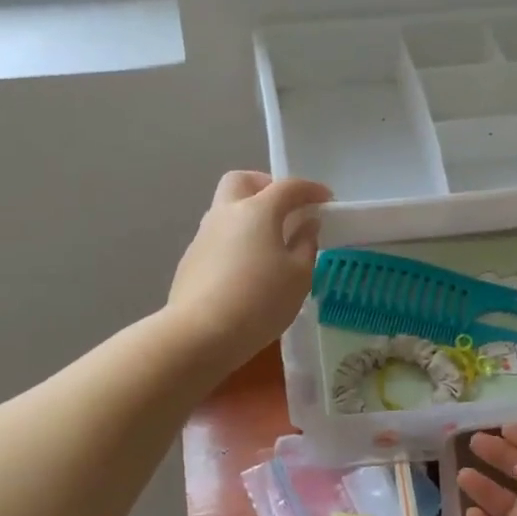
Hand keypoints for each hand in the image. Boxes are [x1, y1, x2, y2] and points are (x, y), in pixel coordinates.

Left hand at [167, 171, 330, 370]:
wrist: (201, 334)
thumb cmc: (260, 301)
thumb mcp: (298, 276)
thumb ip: (306, 244)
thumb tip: (306, 225)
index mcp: (256, 211)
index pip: (287, 187)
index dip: (310, 190)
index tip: (326, 199)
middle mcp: (225, 214)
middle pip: (242, 181)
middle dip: (265, 186)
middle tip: (284, 209)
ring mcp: (203, 236)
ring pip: (226, 210)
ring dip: (248, 216)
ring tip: (268, 246)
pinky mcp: (190, 260)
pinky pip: (217, 238)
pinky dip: (235, 242)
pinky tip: (246, 271)